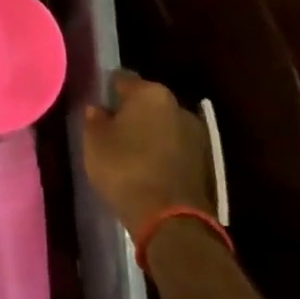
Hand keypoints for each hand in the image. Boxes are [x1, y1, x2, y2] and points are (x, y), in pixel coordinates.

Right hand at [82, 71, 216, 234]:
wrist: (170, 219)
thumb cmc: (124, 167)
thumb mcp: (94, 140)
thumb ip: (95, 118)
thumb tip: (99, 110)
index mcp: (151, 94)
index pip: (123, 80)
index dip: (107, 89)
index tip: (96, 102)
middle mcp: (178, 107)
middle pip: (147, 102)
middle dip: (131, 111)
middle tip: (110, 126)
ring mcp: (196, 136)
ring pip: (163, 126)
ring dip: (148, 133)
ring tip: (127, 150)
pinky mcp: (205, 163)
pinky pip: (174, 148)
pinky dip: (160, 153)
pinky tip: (145, 166)